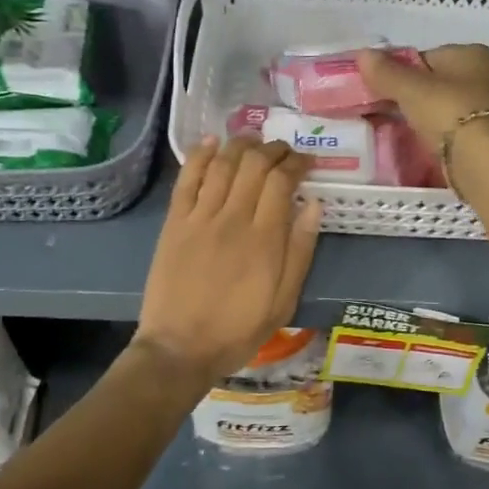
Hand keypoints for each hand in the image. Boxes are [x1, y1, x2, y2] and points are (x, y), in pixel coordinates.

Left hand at [136, 136, 321, 379]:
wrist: (180, 348)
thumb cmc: (238, 330)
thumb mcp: (284, 301)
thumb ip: (300, 251)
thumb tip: (314, 206)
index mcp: (264, 239)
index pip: (282, 182)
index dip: (296, 163)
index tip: (306, 162)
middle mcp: (233, 218)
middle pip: (254, 165)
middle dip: (272, 149)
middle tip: (283, 150)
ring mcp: (200, 217)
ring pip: (222, 164)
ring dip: (240, 145)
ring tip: (253, 140)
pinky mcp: (174, 222)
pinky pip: (187, 179)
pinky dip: (199, 155)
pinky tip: (211, 142)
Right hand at [357, 44, 488, 150]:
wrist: (483, 160)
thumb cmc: (448, 112)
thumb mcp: (410, 89)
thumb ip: (386, 72)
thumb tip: (363, 54)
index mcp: (472, 53)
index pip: (426, 57)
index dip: (401, 72)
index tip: (383, 91)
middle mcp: (488, 74)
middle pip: (438, 82)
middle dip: (414, 96)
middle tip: (389, 112)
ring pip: (446, 107)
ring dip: (427, 117)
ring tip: (403, 131)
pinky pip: (455, 129)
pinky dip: (440, 134)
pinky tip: (425, 145)